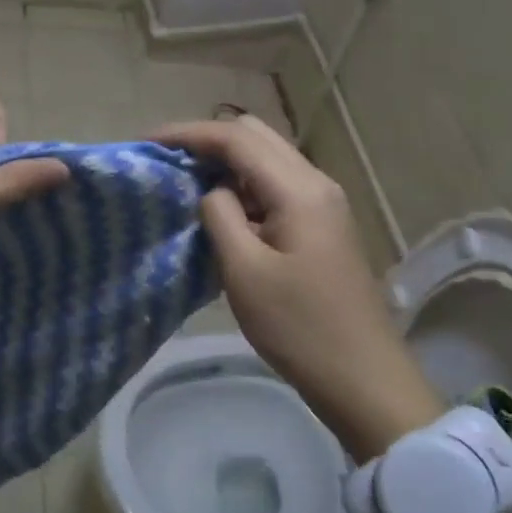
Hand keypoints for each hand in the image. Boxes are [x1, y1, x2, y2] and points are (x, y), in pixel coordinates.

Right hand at [154, 115, 444, 458]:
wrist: (363, 379)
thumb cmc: (300, 328)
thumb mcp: (245, 272)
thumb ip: (220, 215)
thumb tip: (212, 190)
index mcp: (299, 189)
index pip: (236, 138)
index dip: (188, 134)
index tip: (147, 142)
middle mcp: (315, 182)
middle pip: (255, 136)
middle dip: (208, 141)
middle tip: (168, 161)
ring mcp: (323, 203)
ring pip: (267, 158)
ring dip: (227, 163)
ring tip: (187, 183)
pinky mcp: (322, 224)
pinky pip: (277, 185)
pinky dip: (245, 185)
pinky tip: (222, 209)